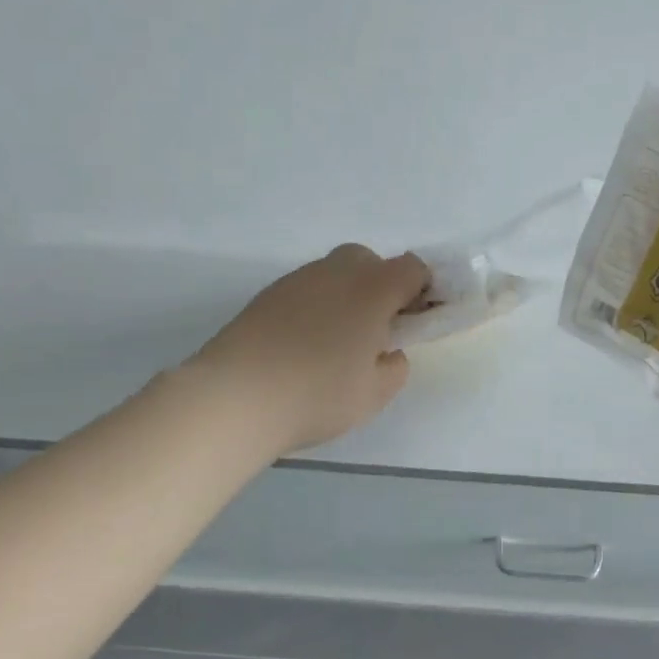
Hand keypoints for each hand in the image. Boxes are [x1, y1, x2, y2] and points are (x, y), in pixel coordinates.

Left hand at [193, 244, 429, 454]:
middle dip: (382, 286)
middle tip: (377, 329)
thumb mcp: (375, 394)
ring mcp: (298, 280)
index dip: (424, 289)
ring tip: (337, 342)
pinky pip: (307, 290)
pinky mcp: (267, 295)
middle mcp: (337, 272)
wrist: (234, 397)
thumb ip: (395, 367)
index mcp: (373, 289)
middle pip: (371, 261)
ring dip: (347, 296)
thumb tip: (387, 351)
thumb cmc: (317, 394)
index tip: (418, 320)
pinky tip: (304, 345)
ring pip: (335, 273)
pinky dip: (316, 306)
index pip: (413, 268)